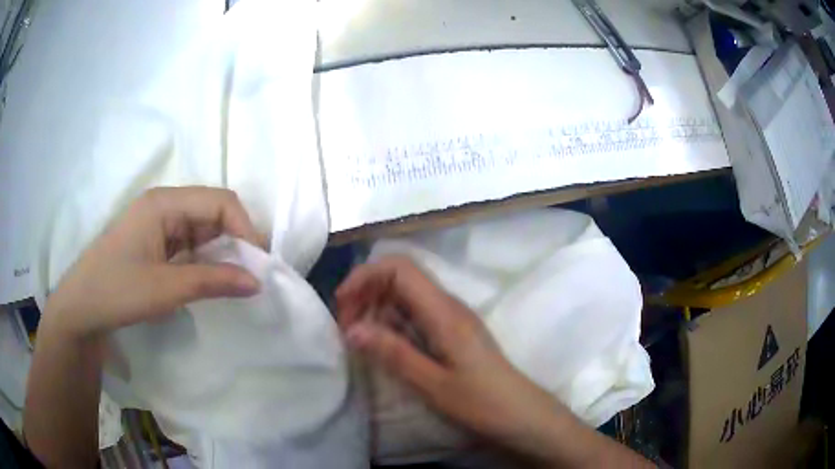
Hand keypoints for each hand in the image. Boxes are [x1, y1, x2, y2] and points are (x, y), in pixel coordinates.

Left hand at [45, 186, 261, 339]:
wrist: (81, 308)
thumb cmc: (117, 291)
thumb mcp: (166, 289)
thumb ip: (213, 282)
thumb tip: (257, 282)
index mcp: (164, 203)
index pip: (219, 202)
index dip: (245, 228)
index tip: (260, 265)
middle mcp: (164, 206)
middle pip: (213, 212)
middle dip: (236, 240)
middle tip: (252, 275)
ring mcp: (159, 224)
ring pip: (203, 230)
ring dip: (222, 253)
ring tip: (236, 281)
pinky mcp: (155, 243)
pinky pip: (190, 245)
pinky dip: (205, 261)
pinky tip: (212, 280)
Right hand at [335, 256, 572, 461]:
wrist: (519, 413)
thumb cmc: (480, 401)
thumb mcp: (432, 383)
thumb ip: (393, 353)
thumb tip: (351, 329)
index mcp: (443, 311)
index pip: (399, 268)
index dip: (365, 276)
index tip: (342, 304)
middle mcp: (447, 305)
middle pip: (399, 276)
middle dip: (365, 292)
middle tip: (347, 326)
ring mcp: (451, 316)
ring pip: (405, 294)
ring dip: (376, 307)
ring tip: (358, 336)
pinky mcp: (451, 330)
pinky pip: (414, 312)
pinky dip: (391, 321)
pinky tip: (383, 344)